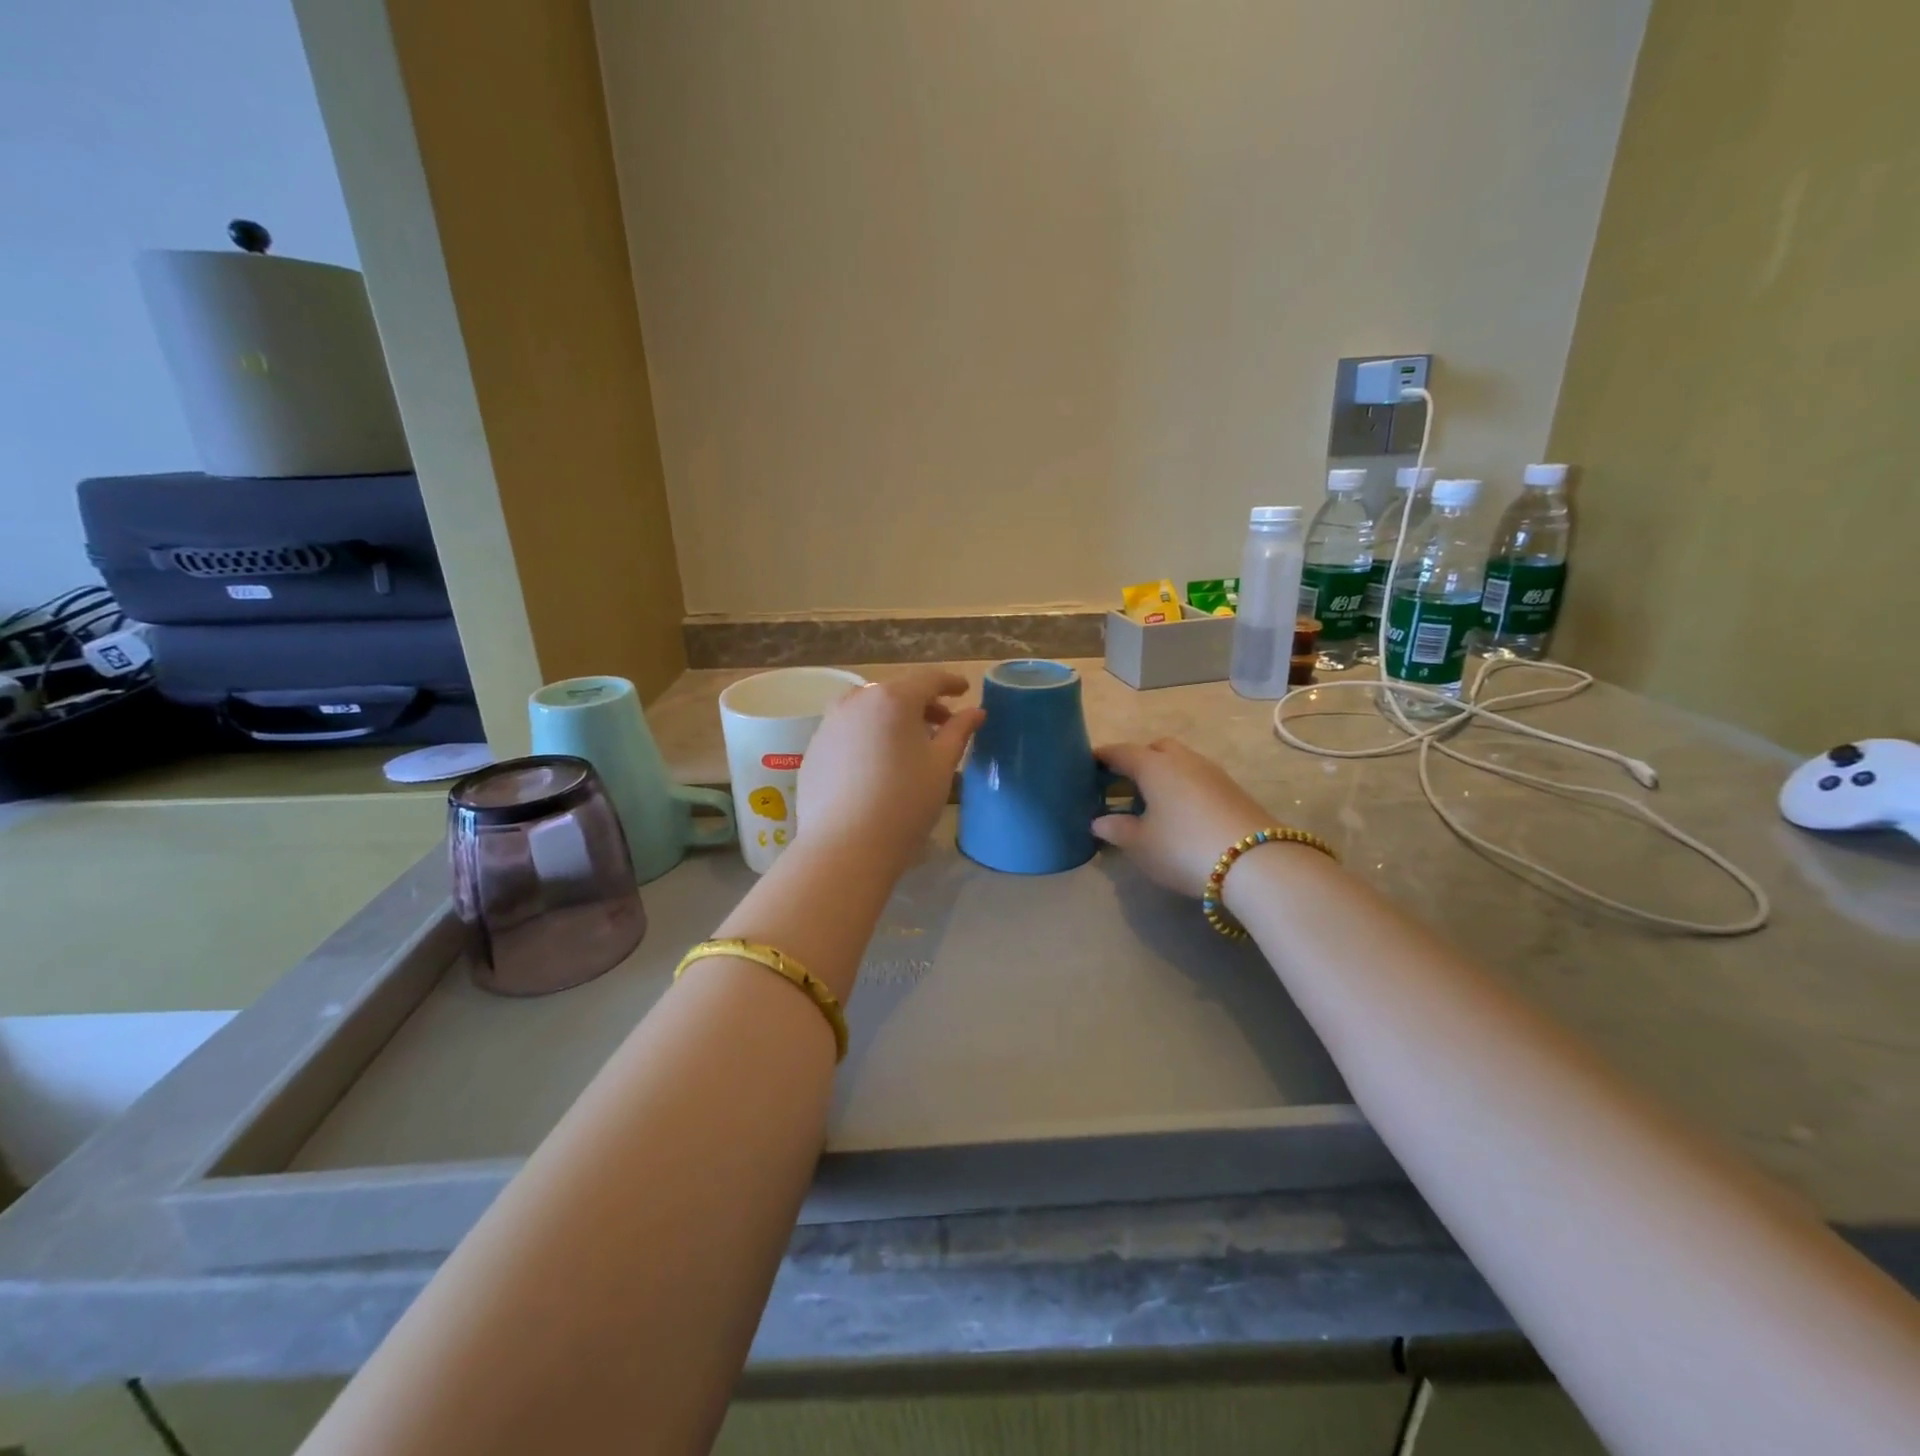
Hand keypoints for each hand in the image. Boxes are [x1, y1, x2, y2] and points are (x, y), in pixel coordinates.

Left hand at [796, 668, 983, 872]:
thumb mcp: (942, 766)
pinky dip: (868, 736)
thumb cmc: (904, 802)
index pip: (928, 680)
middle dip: (921, 704)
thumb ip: (959, 731)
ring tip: (909, 745)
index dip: (950, 683)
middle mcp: (856, 701)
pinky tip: (877, 765)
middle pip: (896, 692)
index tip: (964, 690)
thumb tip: (975, 711)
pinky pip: (848, 731)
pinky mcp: (814, 750)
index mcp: (893, 699)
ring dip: (892, 718)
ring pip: (868, 710)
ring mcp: (829, 724)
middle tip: (942, 725)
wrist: (844, 846)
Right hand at [1092, 738, 1271, 897]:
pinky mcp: (1234, 790)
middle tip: (1123, 784)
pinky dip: (1183, 788)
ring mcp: (1213, 773)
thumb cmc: (1183, 847)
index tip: (1087, 763)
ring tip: (1151, 802)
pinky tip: (1180, 813)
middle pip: (1156, 749)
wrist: (1256, 862)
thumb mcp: (1141, 844)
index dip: (1103, 757)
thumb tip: (1099, 821)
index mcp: (1154, 766)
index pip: (1121, 752)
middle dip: (1138, 760)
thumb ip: (1116, 829)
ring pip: (1181, 763)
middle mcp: (1184, 760)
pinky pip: (1198, 779)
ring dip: (1164, 775)